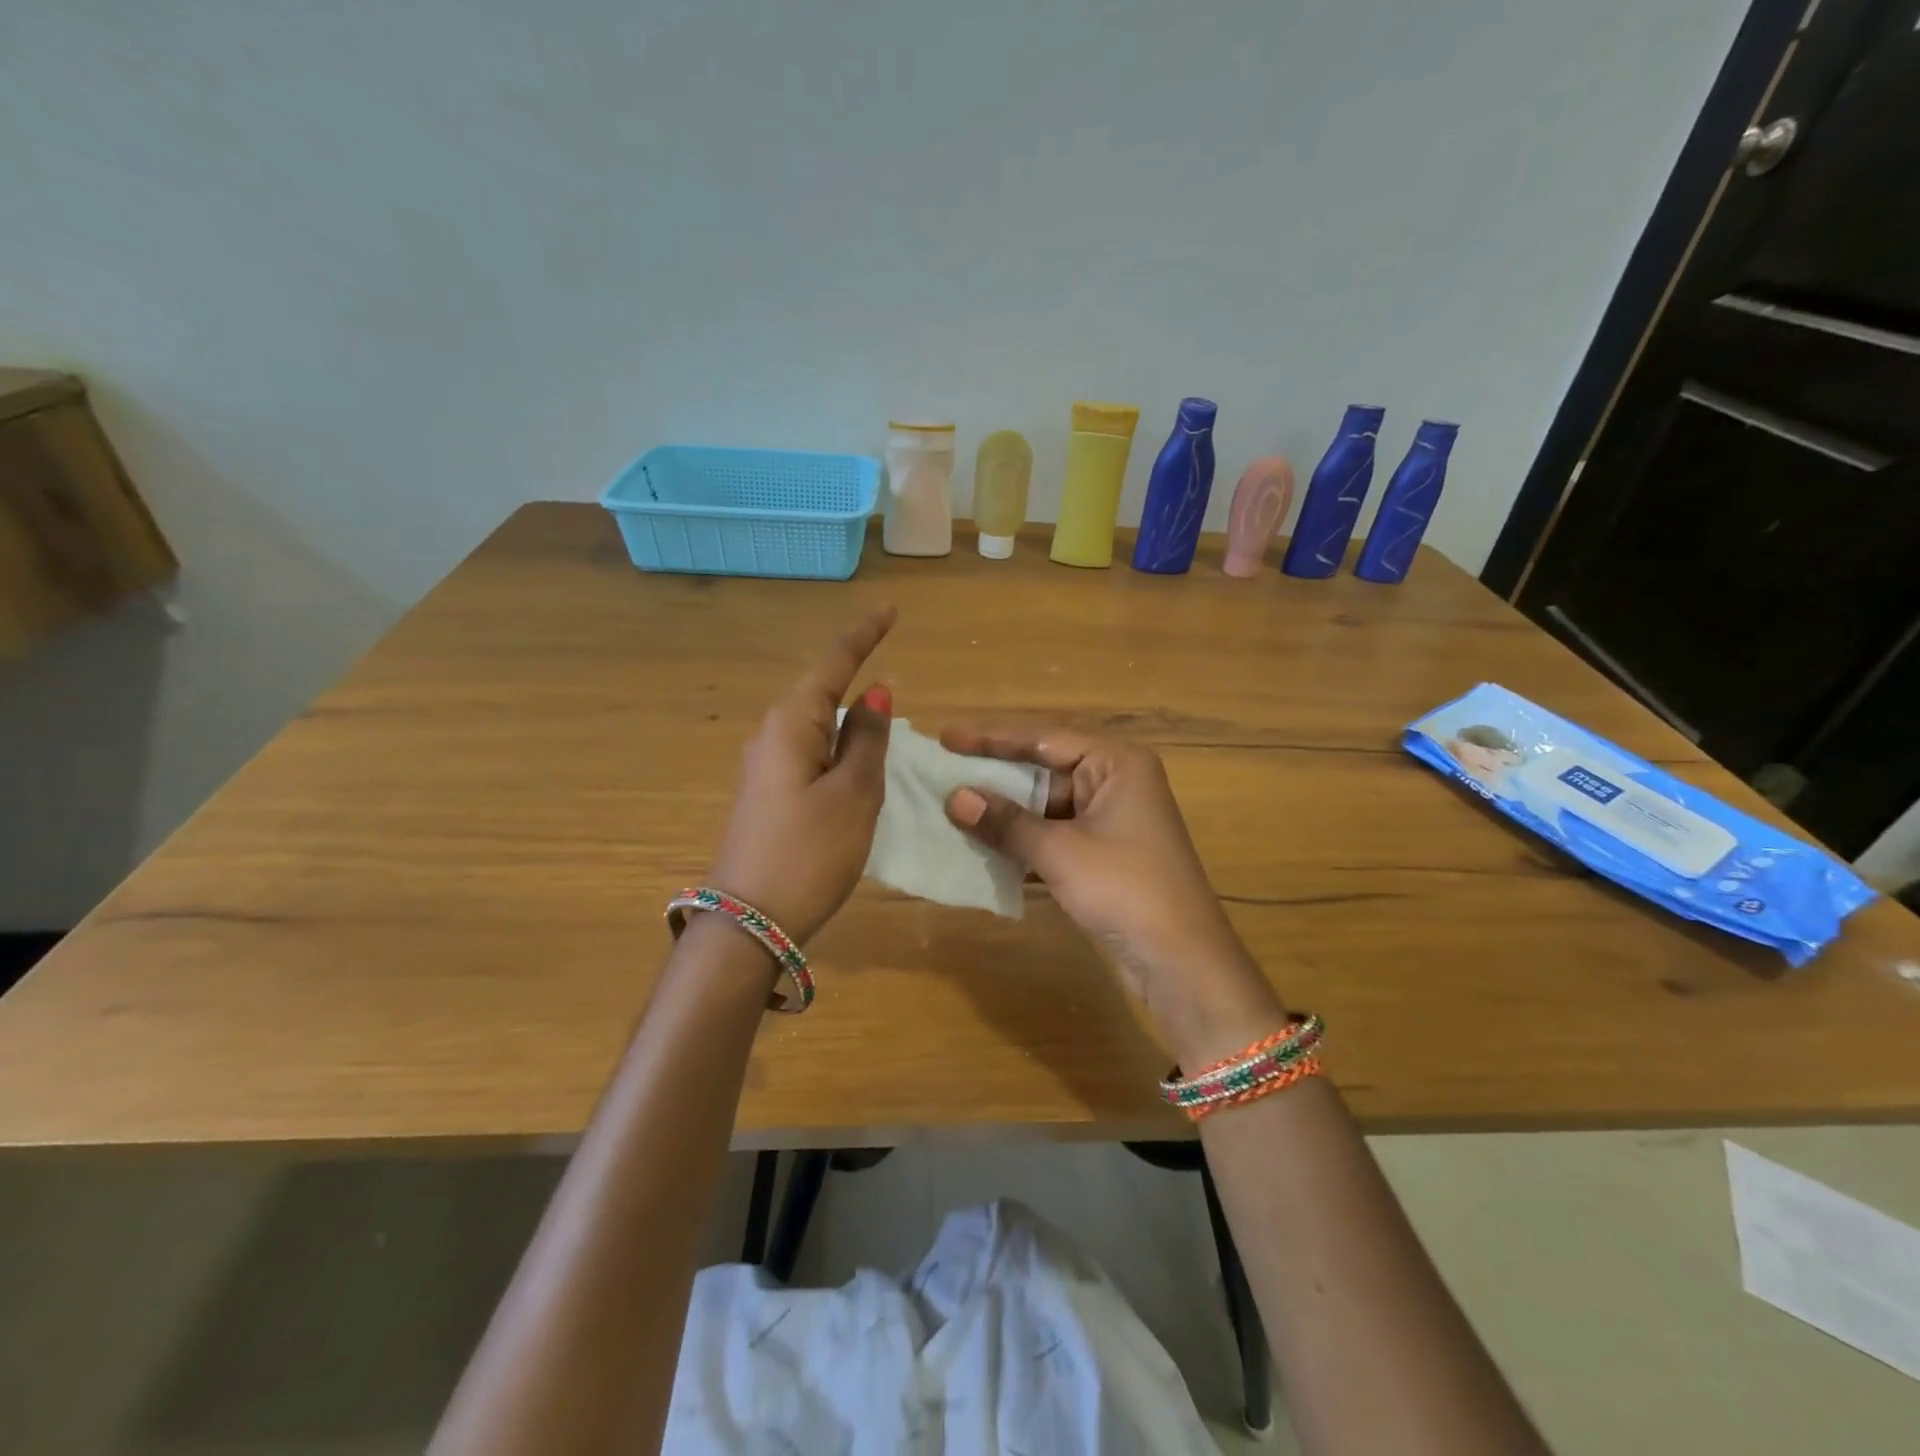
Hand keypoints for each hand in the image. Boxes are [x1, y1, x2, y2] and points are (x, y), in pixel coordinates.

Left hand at [708, 607, 894, 944]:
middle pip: (819, 691)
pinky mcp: (769, 793)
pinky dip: (838, 746)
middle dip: (853, 673)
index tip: (890, 609)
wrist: (750, 921)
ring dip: (848, 716)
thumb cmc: (810, 851)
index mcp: (791, 724)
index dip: (863, 636)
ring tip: (883, 716)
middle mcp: (772, 736)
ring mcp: (766, 767)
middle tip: (890, 665)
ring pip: (815, 724)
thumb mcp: (854, 793)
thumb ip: (867, 738)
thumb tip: (874, 692)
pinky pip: (810, 752)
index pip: (832, 665)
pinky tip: (856, 760)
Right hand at [942, 726, 1284, 1060]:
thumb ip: (1006, 822)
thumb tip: (954, 798)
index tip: (946, 737)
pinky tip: (983, 843)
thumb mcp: (1060, 851)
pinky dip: (1022, 838)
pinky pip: (1053, 833)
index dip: (991, 738)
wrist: (1181, 961)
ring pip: (1045, 804)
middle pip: (1044, 767)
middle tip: (944, 768)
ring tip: (953, 805)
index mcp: (1116, 763)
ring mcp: (1110, 819)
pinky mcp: (1103, 852)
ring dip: (1005, 809)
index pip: (1043, 737)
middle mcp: (1115, 781)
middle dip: (995, 773)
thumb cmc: (1125, 889)